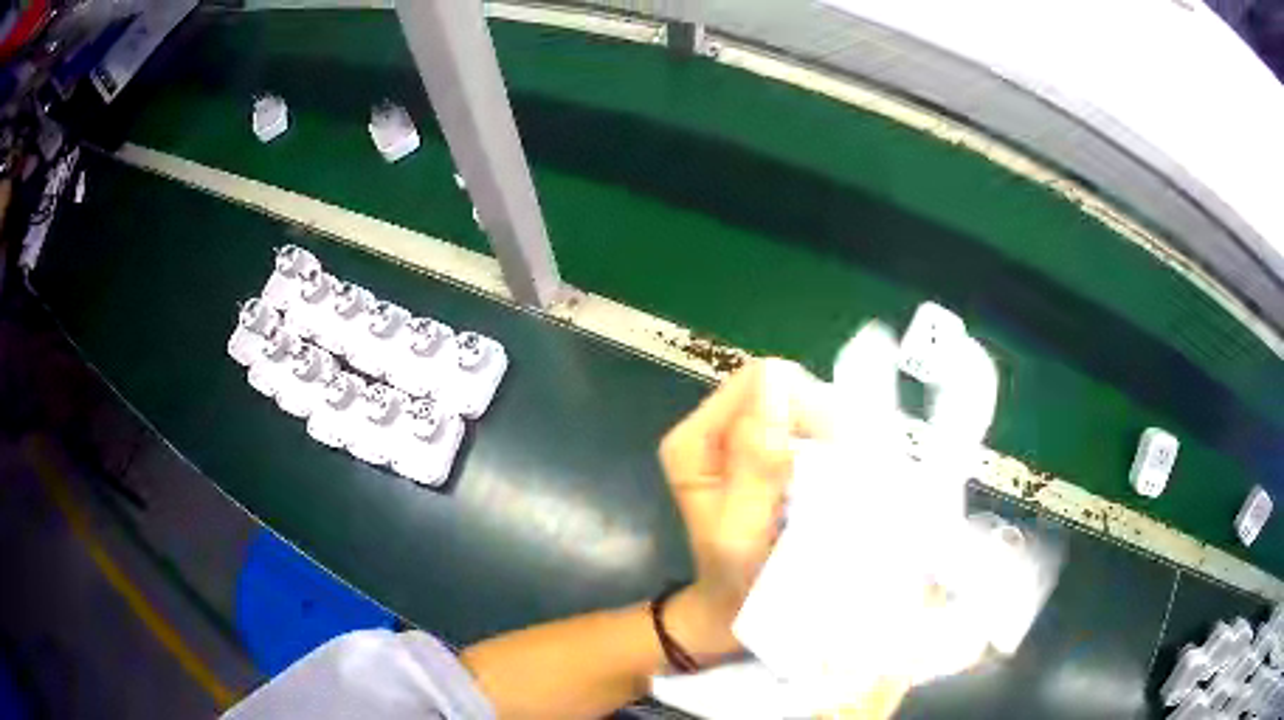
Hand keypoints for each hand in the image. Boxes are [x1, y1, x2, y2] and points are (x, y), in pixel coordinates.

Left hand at [658, 359, 827, 658]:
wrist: (733, 612)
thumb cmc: (736, 581)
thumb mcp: (742, 532)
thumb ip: (755, 468)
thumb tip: (776, 395)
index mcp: (694, 441)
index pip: (758, 383)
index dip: (801, 407)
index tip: (831, 452)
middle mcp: (713, 429)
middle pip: (779, 389)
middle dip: (817, 421)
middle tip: (839, 471)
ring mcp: (740, 440)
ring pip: (797, 407)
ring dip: (825, 436)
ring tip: (838, 479)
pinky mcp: (764, 454)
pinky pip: (803, 430)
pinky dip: (825, 447)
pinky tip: (833, 479)